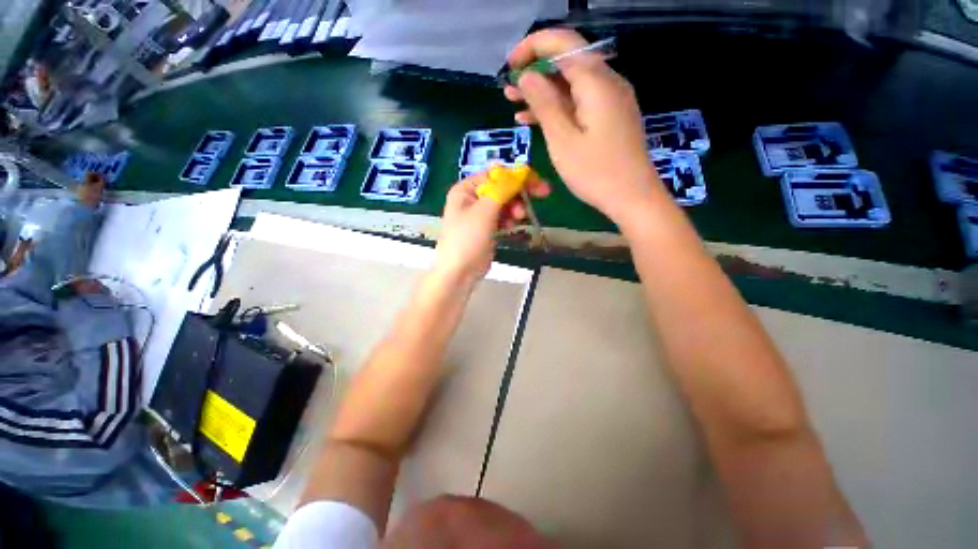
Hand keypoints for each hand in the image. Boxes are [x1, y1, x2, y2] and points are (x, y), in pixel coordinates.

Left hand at [435, 173, 549, 281]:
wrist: (459, 273)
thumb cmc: (467, 239)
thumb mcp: (484, 211)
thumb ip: (503, 190)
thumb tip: (520, 172)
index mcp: (466, 189)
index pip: (496, 175)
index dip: (518, 176)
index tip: (538, 184)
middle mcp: (472, 198)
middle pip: (501, 188)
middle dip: (518, 194)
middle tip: (540, 197)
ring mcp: (479, 214)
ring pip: (504, 203)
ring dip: (514, 207)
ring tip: (517, 218)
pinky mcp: (486, 228)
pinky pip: (502, 217)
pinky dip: (509, 219)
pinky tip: (511, 226)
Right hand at [504, 29, 662, 223]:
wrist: (633, 197)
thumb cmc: (595, 173)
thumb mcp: (562, 140)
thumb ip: (544, 103)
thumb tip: (527, 76)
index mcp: (596, 81)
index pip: (563, 44)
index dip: (532, 47)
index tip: (510, 65)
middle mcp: (607, 82)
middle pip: (567, 63)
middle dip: (535, 72)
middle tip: (508, 90)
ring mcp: (611, 100)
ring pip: (571, 85)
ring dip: (543, 93)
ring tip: (514, 105)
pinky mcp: (610, 117)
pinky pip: (580, 103)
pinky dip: (558, 108)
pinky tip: (535, 120)